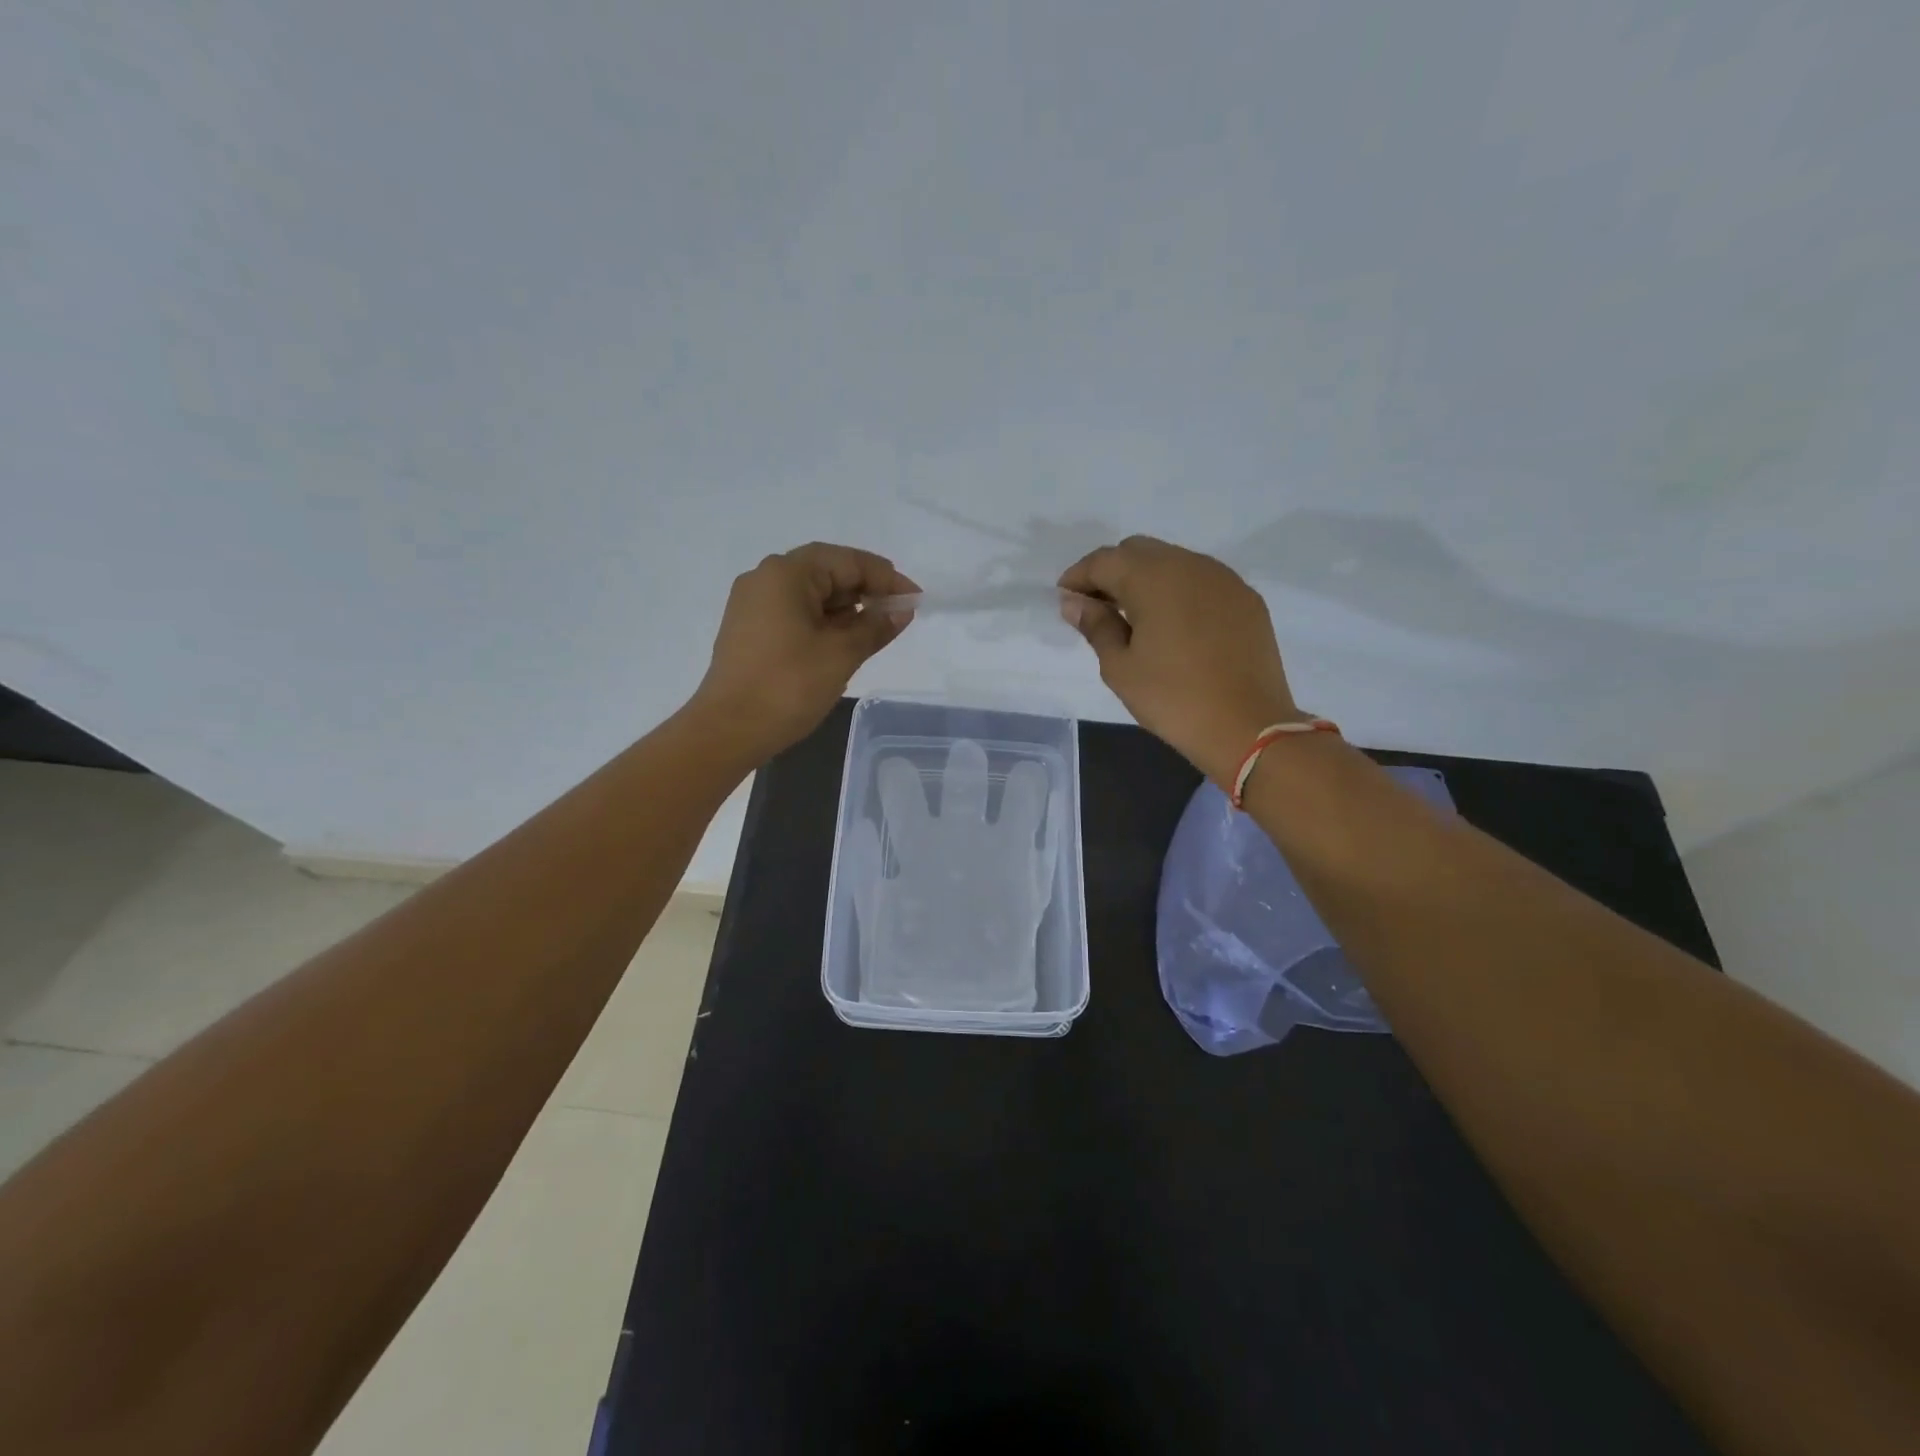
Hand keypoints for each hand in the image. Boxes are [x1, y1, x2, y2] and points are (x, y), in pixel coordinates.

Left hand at [689, 542, 918, 759]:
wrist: (728, 730)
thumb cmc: (788, 686)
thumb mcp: (841, 654)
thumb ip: (876, 627)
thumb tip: (901, 611)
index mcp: (786, 573)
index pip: (847, 561)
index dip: (886, 579)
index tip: (915, 600)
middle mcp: (765, 578)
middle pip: (826, 571)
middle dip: (866, 590)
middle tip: (899, 613)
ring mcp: (753, 604)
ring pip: (810, 594)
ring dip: (846, 607)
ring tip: (877, 630)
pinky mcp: (749, 629)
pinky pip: (794, 612)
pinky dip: (823, 621)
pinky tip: (844, 640)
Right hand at [1059, 536, 1300, 786]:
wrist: (1248, 727)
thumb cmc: (1173, 699)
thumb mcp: (1120, 667)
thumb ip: (1096, 626)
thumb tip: (1074, 602)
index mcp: (1153, 578)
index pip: (1104, 561)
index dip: (1078, 577)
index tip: (1065, 600)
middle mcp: (1189, 565)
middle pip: (1138, 551)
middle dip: (1111, 572)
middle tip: (1097, 607)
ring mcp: (1223, 579)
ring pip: (1172, 561)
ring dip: (1145, 579)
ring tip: (1133, 616)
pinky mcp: (1245, 598)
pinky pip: (1200, 580)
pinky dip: (1177, 591)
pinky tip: (1172, 624)